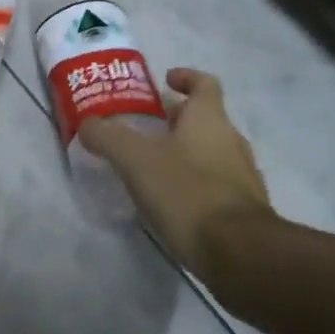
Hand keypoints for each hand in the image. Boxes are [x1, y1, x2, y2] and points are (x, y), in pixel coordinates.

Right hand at [81, 68, 274, 268]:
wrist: (241, 256)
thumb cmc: (187, 192)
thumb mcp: (136, 159)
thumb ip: (108, 137)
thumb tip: (88, 124)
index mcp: (210, 119)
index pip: (204, 83)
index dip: (185, 77)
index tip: (165, 81)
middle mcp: (232, 141)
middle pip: (206, 119)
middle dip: (177, 120)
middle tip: (146, 127)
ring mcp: (243, 178)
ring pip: (212, 153)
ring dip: (187, 153)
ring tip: (154, 167)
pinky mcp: (246, 212)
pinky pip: (218, 186)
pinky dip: (196, 185)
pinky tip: (173, 202)